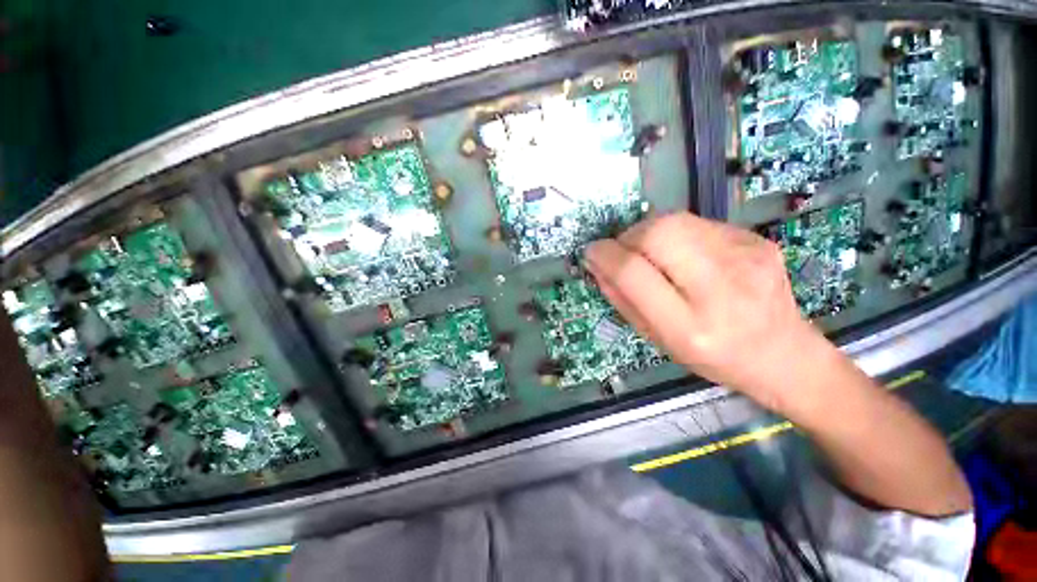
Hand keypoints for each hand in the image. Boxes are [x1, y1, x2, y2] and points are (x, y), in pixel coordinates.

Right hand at [584, 212, 832, 411]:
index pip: (634, 272)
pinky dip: (676, 235)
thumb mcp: (657, 340)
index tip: (592, 252)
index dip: (605, 255)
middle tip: (623, 252)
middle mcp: (722, 287)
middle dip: (628, 237)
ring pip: (675, 220)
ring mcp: (746, 257)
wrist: (785, 354)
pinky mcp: (757, 240)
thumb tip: (598, 264)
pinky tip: (683, 255)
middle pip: (658, 233)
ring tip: (650, 253)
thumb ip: (622, 300)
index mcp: (690, 326)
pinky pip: (697, 223)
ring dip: (648, 232)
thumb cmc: (713, 358)